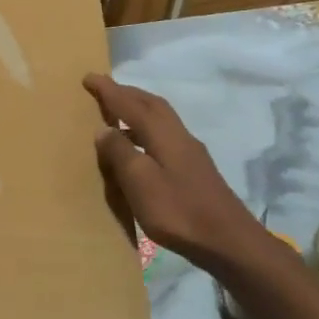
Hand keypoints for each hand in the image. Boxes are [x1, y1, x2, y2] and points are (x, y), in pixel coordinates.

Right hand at [84, 73, 267, 275]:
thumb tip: (104, 128)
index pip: (131, 105)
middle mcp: (179, 136)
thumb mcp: (140, 182)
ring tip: (116, 115)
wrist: (228, 242)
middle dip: (127, 93)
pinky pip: (165, 136)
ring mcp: (191, 153)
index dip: (109, 90)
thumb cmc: (178, 211)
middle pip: (152, 104)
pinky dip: (146, 130)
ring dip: (138, 110)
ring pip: (161, 119)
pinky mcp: (195, 170)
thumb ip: (120, 153)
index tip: (89, 77)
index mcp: (164, 135)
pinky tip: (139, 148)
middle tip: (104, 89)